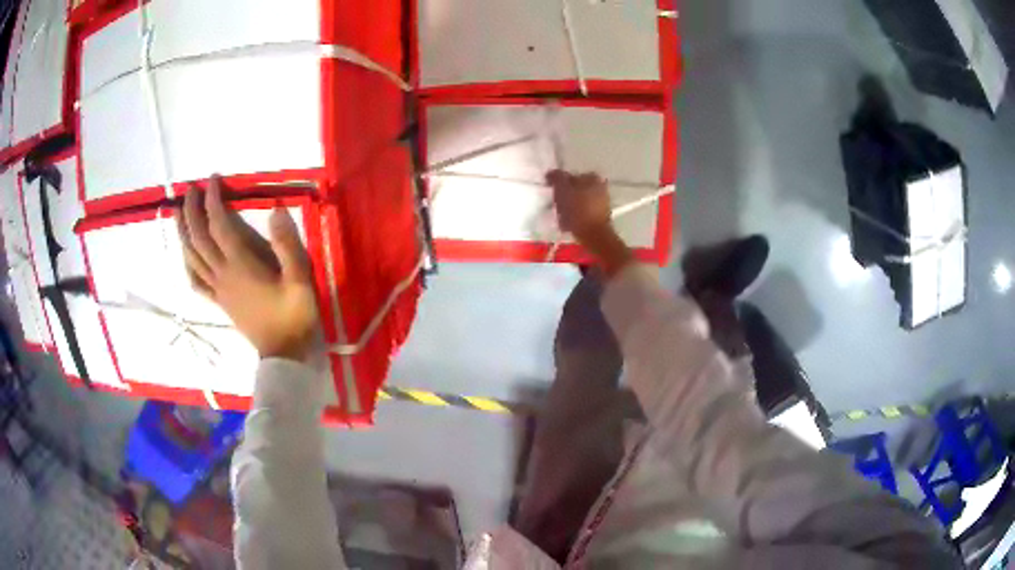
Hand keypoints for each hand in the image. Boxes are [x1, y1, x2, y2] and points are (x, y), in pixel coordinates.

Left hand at [176, 176, 318, 360]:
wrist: (284, 355)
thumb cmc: (293, 316)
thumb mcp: (300, 279)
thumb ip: (288, 245)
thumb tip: (276, 210)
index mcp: (240, 265)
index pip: (219, 225)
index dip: (213, 200)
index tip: (212, 179)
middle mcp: (223, 274)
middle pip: (199, 238)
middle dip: (192, 211)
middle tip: (190, 190)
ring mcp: (218, 289)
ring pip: (192, 257)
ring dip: (183, 233)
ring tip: (177, 214)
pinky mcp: (219, 302)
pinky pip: (196, 281)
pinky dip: (188, 265)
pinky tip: (186, 257)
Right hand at [547, 170, 634, 275]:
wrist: (593, 235)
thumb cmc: (578, 210)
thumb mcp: (562, 190)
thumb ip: (556, 178)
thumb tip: (551, 173)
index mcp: (592, 177)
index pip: (570, 177)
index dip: (559, 186)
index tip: (553, 195)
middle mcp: (600, 187)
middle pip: (575, 190)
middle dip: (565, 197)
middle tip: (556, 206)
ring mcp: (603, 202)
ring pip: (579, 202)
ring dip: (569, 208)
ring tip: (561, 218)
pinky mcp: (601, 216)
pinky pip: (584, 213)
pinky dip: (576, 217)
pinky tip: (569, 225)